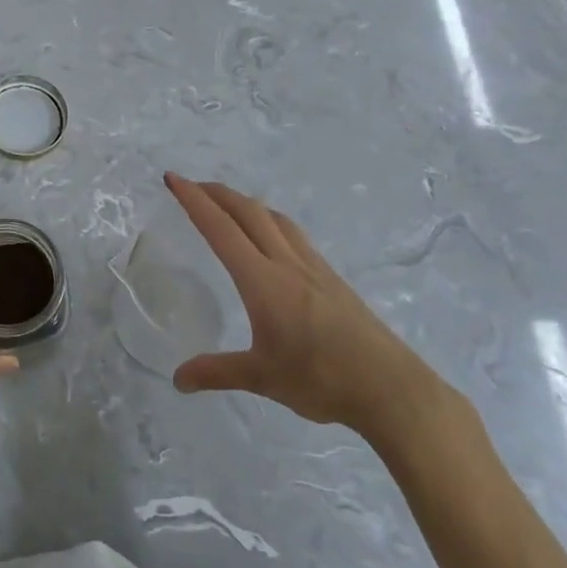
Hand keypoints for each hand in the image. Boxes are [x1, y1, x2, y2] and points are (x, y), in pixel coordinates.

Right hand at [164, 174, 442, 439]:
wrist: (392, 389)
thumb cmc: (322, 379)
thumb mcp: (261, 378)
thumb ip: (217, 372)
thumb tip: (177, 380)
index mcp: (263, 281)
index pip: (221, 230)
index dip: (194, 201)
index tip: (173, 178)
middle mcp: (287, 264)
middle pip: (248, 212)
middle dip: (217, 192)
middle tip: (192, 185)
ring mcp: (314, 269)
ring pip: (275, 220)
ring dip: (246, 203)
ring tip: (228, 204)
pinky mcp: (333, 280)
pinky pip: (294, 236)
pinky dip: (271, 222)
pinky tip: (272, 239)